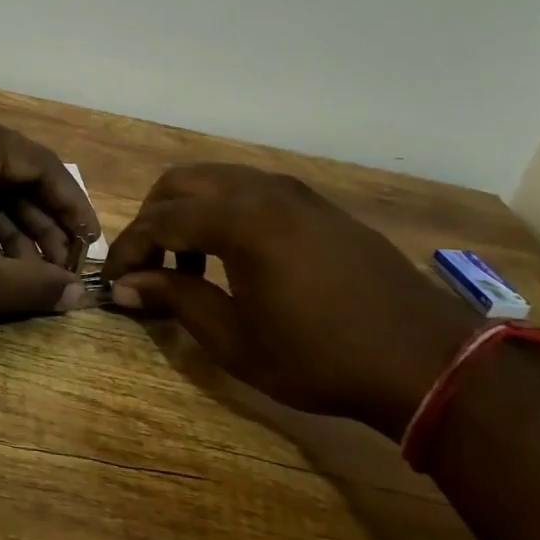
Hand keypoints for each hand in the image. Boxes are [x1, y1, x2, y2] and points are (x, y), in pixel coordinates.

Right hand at [100, 165, 478, 437]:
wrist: (426, 360)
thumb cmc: (320, 356)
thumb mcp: (235, 339)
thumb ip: (176, 299)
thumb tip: (126, 285)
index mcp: (238, 219)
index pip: (159, 220)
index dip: (128, 249)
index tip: (113, 280)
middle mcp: (262, 189)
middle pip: (181, 183)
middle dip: (152, 218)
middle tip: (146, 265)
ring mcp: (294, 191)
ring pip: (217, 180)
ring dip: (188, 211)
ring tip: (190, 263)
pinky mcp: (317, 203)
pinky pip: (251, 189)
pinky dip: (224, 210)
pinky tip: (235, 255)